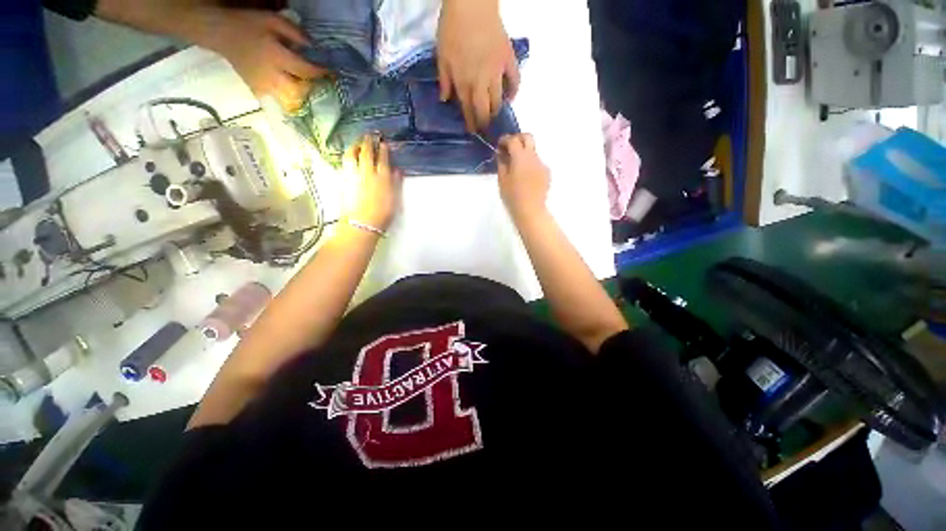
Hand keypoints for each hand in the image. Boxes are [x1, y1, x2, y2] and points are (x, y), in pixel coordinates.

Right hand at [194, 8, 325, 111]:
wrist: (220, 33)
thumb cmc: (248, 24)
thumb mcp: (273, 20)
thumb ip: (295, 33)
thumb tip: (314, 47)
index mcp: (275, 56)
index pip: (305, 70)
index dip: (321, 73)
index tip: (332, 72)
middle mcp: (271, 75)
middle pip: (300, 90)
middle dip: (312, 87)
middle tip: (319, 82)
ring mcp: (264, 85)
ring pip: (291, 99)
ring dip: (302, 94)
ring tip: (307, 87)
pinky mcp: (258, 90)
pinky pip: (279, 99)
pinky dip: (289, 97)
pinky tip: (292, 90)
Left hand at [342, 136, 402, 230]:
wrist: (362, 224)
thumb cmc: (382, 215)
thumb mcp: (394, 200)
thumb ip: (396, 183)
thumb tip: (397, 171)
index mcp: (382, 178)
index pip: (383, 158)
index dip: (383, 149)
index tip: (383, 143)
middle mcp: (367, 173)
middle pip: (367, 152)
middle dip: (368, 142)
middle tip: (369, 135)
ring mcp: (354, 175)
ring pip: (353, 154)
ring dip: (356, 146)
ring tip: (357, 142)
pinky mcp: (344, 180)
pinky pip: (346, 163)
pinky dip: (349, 156)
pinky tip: (350, 156)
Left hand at [437, 0, 519, 131]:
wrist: (471, 4)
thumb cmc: (452, 29)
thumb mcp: (442, 56)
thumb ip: (444, 80)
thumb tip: (445, 101)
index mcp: (464, 82)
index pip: (468, 110)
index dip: (471, 123)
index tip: (473, 131)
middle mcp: (481, 82)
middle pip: (485, 110)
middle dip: (484, 122)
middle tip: (485, 128)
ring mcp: (497, 72)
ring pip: (498, 100)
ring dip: (496, 110)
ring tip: (494, 114)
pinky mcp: (508, 60)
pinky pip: (514, 81)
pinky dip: (513, 92)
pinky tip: (510, 98)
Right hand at [498, 134, 549, 220]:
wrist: (531, 211)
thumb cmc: (513, 197)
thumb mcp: (502, 180)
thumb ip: (502, 163)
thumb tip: (501, 154)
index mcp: (520, 157)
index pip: (513, 140)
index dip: (505, 140)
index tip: (499, 145)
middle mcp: (533, 157)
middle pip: (528, 138)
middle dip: (518, 139)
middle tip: (509, 148)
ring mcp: (542, 164)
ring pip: (533, 151)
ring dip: (524, 154)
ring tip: (516, 167)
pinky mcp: (546, 173)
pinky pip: (537, 163)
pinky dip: (529, 164)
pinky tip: (524, 177)